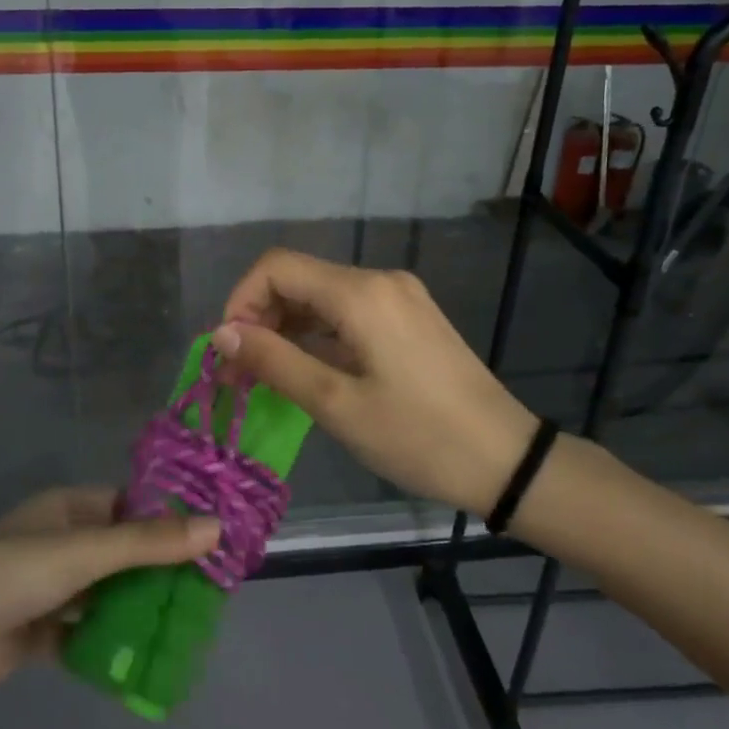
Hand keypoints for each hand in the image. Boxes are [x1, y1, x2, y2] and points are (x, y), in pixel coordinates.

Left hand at [0, 487, 219, 704]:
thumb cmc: (12, 576)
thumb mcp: (84, 552)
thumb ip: (149, 543)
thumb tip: (216, 527)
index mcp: (67, 508)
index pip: (130, 503)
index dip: (169, 516)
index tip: (212, 536)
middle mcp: (61, 541)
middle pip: (123, 549)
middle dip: (160, 567)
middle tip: (211, 586)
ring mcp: (52, 587)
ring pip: (108, 591)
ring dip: (139, 604)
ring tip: (191, 620)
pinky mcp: (44, 629)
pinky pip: (90, 628)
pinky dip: (114, 639)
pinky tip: (150, 654)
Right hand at [212, 249, 538, 516]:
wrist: (508, 460)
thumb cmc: (418, 436)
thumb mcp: (335, 403)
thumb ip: (274, 361)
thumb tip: (220, 333)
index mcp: (360, 293)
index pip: (276, 268)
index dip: (240, 301)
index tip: (227, 352)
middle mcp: (379, 280)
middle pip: (298, 279)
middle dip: (259, 319)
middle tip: (239, 374)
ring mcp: (398, 297)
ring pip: (321, 297)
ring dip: (286, 329)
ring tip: (265, 378)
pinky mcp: (409, 317)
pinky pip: (348, 313)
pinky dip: (317, 335)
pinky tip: (306, 371)